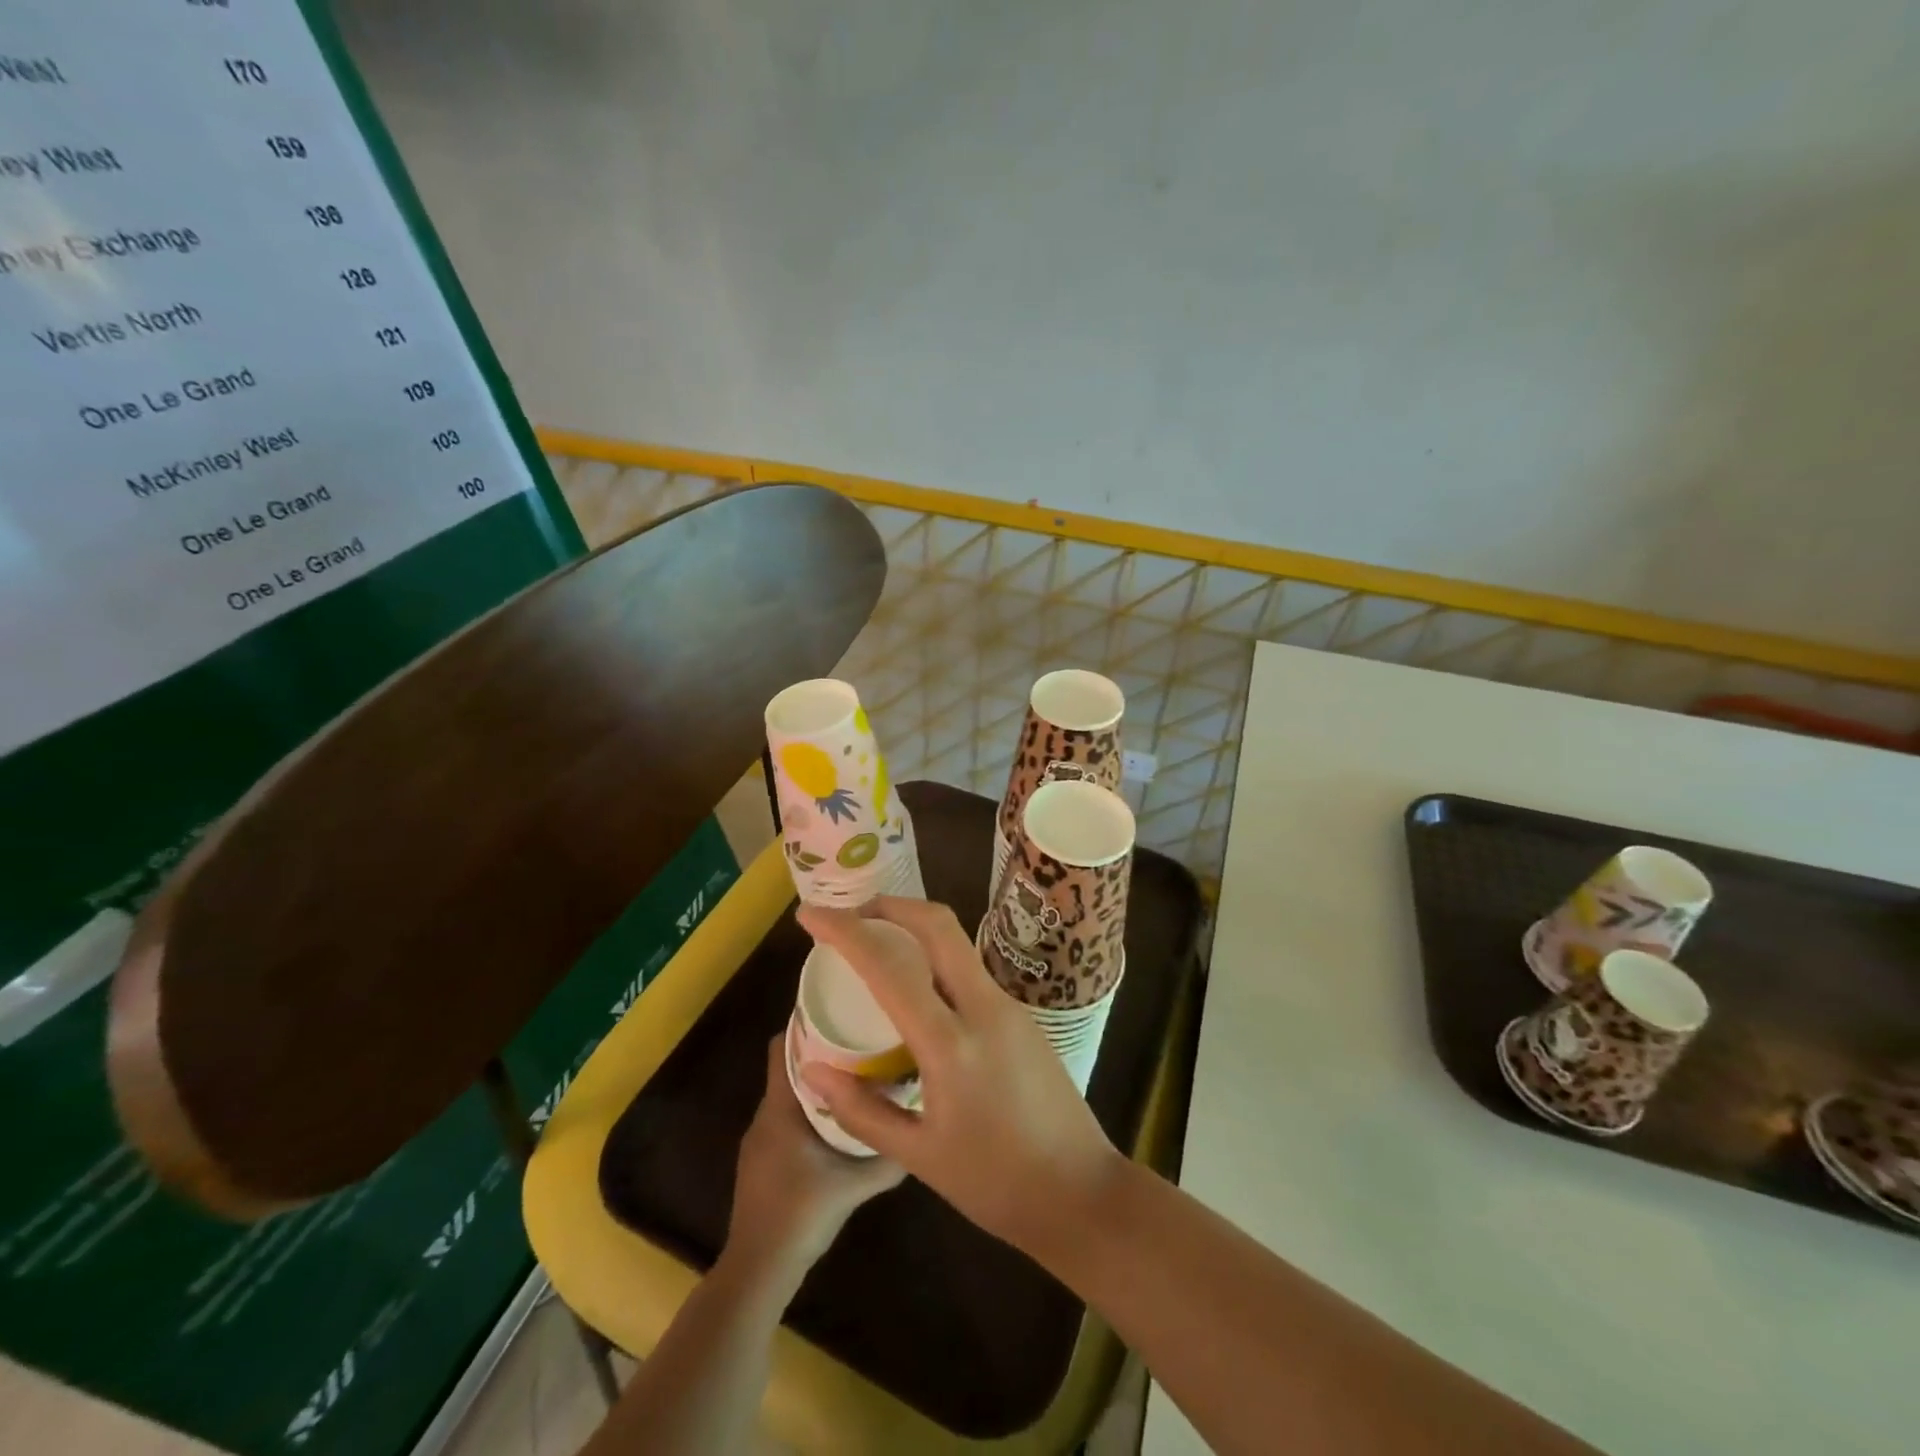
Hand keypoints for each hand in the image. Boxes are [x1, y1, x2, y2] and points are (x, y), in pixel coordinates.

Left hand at [726, 1036, 904, 1274]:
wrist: (758, 1270)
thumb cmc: (801, 1215)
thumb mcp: (854, 1185)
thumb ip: (887, 1158)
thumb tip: (922, 1132)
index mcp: (780, 1108)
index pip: (782, 1046)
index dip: (805, 1024)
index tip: (839, 1012)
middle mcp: (765, 1116)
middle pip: (790, 1067)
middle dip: (822, 1052)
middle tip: (860, 1042)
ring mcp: (759, 1141)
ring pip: (789, 1096)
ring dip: (818, 1084)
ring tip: (856, 1077)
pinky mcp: (762, 1162)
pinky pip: (786, 1120)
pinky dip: (809, 1111)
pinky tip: (837, 1123)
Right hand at [796, 898, 1123, 1257]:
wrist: (1082, 1192)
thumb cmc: (996, 1184)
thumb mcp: (919, 1156)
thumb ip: (861, 1110)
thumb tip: (812, 1068)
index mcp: (952, 1043)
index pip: (890, 967)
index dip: (845, 931)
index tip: (810, 914)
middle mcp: (984, 1007)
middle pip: (937, 924)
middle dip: (889, 906)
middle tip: (850, 915)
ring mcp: (1009, 1005)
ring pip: (957, 942)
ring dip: (914, 928)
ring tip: (876, 946)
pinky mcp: (1021, 1014)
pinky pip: (970, 968)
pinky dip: (935, 958)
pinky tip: (916, 988)